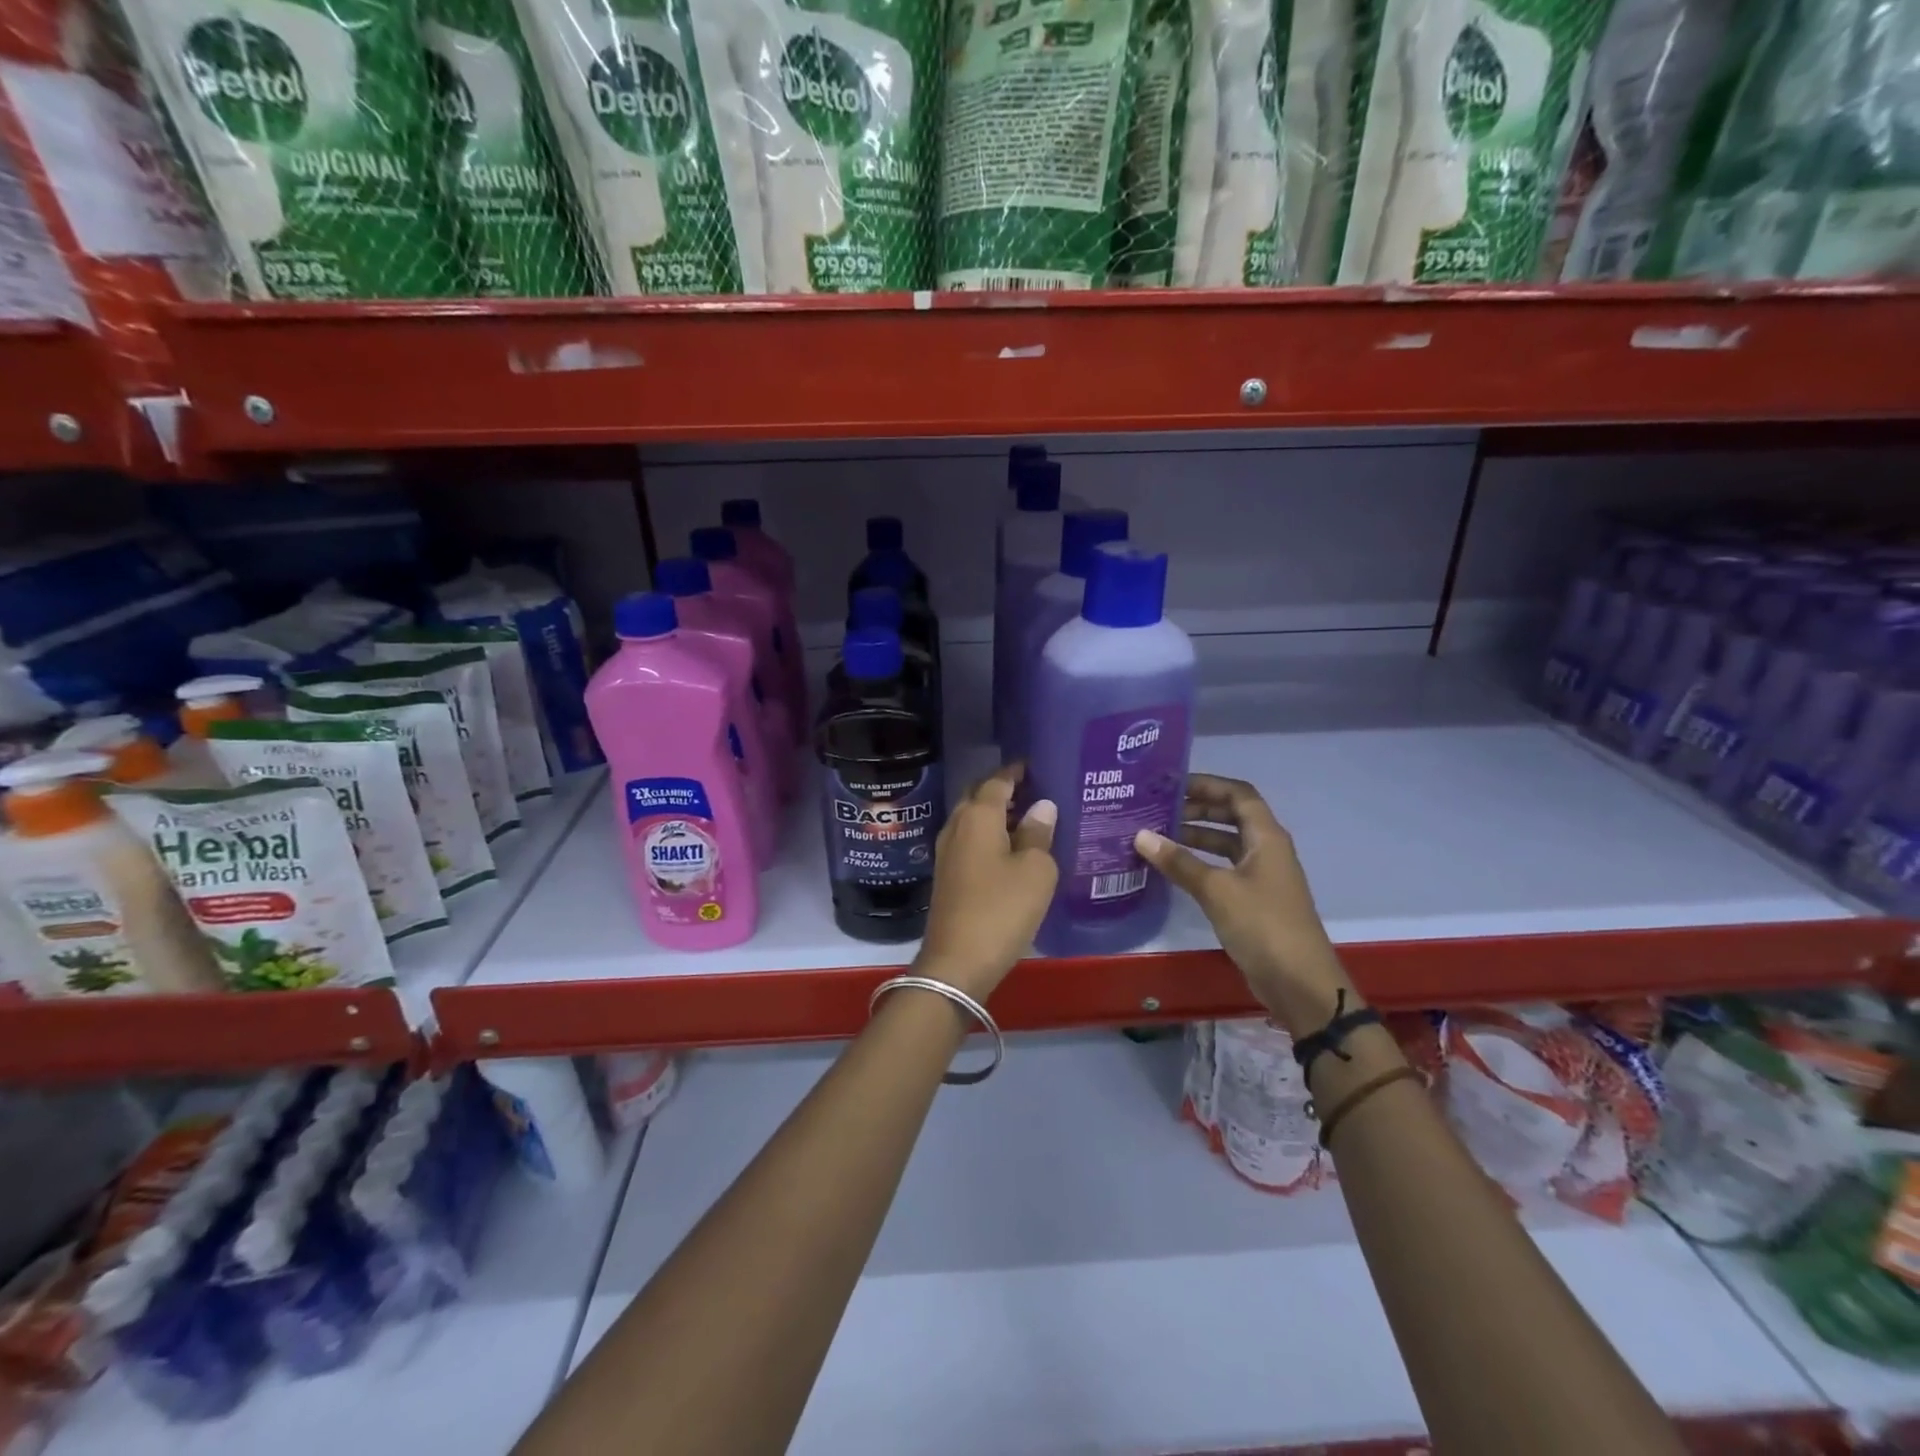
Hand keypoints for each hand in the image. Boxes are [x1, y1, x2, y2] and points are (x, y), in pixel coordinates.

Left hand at [917, 765, 1057, 1000]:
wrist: (957, 961)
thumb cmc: (1001, 909)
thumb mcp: (1035, 870)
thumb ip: (1038, 834)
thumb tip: (1041, 806)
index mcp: (978, 815)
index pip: (998, 780)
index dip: (1017, 771)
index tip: (1038, 766)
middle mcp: (957, 826)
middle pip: (980, 796)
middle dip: (1006, 790)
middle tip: (1038, 791)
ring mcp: (947, 852)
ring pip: (974, 820)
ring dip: (998, 815)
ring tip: (1031, 818)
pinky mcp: (948, 875)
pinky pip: (971, 842)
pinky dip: (991, 836)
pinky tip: (1012, 850)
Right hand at [1133, 773, 1353, 1034]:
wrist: (1299, 982)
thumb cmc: (1262, 925)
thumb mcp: (1216, 890)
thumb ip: (1179, 861)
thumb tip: (1140, 835)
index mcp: (1267, 837)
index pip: (1238, 794)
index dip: (1208, 784)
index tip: (1172, 784)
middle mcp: (1267, 849)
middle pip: (1232, 816)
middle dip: (1198, 808)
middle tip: (1159, 808)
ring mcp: (1262, 875)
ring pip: (1227, 843)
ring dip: (1197, 836)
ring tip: (1159, 834)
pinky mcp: (1254, 900)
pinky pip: (1225, 868)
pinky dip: (1202, 862)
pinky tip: (1174, 868)